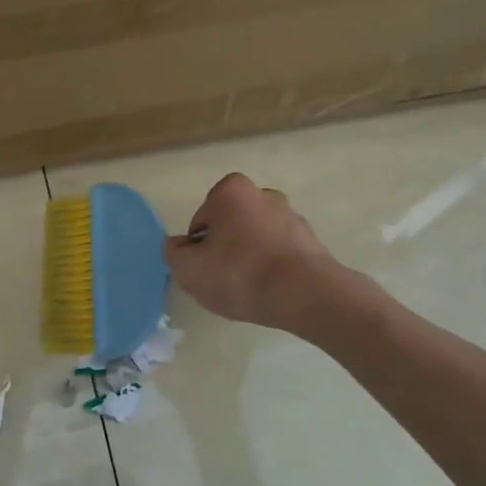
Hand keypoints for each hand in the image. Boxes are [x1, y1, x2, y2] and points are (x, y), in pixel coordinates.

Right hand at [165, 172, 341, 328]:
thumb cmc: (240, 274)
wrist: (305, 295)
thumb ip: (174, 253)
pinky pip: (279, 253)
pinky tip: (271, 291)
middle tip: (224, 280)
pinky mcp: (311, 240)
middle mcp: (263, 194)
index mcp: (230, 190)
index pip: (201, 221)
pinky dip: (273, 267)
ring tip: (249, 289)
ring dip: (250, 258)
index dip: (198, 248)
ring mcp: (291, 216)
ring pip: (256, 239)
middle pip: (230, 226)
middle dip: (225, 249)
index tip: (206, 270)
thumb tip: (179, 246)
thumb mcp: (189, 269)